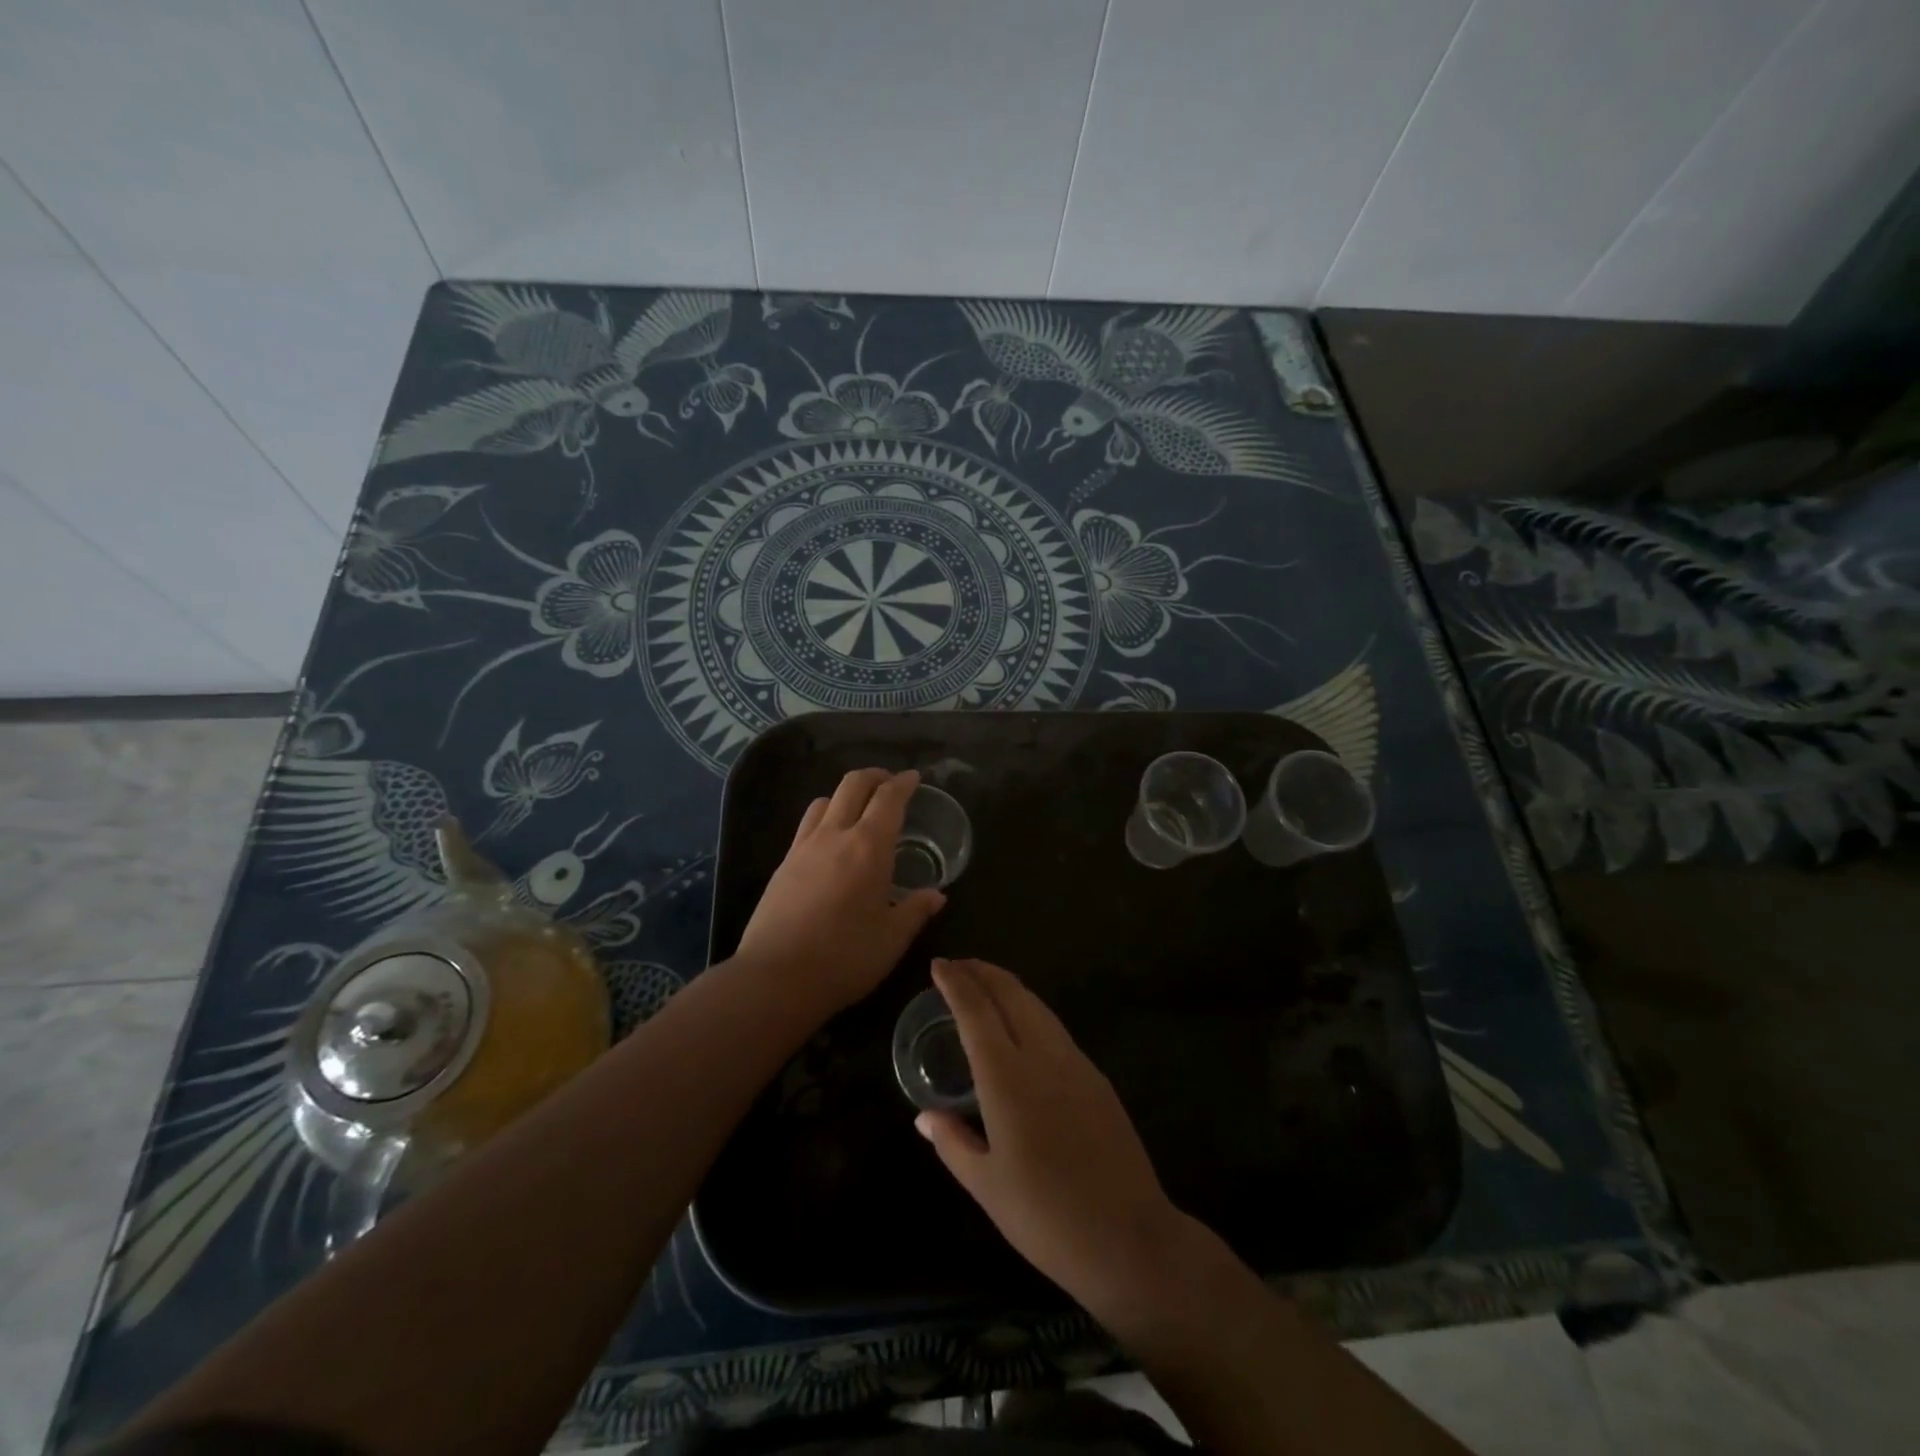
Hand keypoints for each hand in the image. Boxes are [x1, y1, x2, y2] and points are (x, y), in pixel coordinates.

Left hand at [734, 769, 945, 1018]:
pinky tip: (831, 842)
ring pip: (825, 800)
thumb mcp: (891, 939)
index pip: (888, 799)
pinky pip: (807, 825)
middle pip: (852, 785)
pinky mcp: (782, 864)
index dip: (904, 783)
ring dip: (846, 795)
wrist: (775, 979)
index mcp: (868, 847)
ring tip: (859, 811)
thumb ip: (916, 911)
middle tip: (891, 784)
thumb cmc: (844, 958)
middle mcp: (834, 836)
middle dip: (875, 776)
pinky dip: (825, 817)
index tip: (914, 778)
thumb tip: (937, 896)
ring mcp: (803, 847)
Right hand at [916, 958, 1187, 1316]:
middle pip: (1011, 994)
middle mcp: (1042, 1056)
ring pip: (1037, 1006)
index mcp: (1007, 1078)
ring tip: (986, 985)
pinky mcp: (1097, 1078)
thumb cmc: (1045, 1217)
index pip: (976, 1011)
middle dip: (982, 972)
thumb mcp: (986, 1186)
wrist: (1128, 1237)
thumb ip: (952, 1142)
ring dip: (1008, 987)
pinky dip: (1030, 1011)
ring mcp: (1076, 1063)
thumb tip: (924, 1116)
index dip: (956, 983)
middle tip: (958, 966)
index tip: (938, 965)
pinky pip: (1055, 1028)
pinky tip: (1022, 1026)